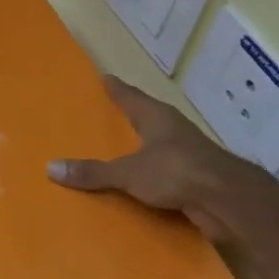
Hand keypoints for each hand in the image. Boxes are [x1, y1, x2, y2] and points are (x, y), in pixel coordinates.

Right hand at [47, 75, 278, 245]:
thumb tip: (51, 167)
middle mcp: (174, 131)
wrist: (227, 200)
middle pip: (149, 119)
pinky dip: (153, 178)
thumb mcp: (128, 172)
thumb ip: (93, 172)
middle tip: (110, 115)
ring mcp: (189, 155)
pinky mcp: (197, 180)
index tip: (105, 78)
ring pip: (159, 147)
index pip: (132, 97)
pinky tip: (140, 188)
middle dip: (131, 118)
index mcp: (158, 118)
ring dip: (143, 150)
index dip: (117, 89)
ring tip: (121, 154)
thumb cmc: (176, 171)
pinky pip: (167, 175)